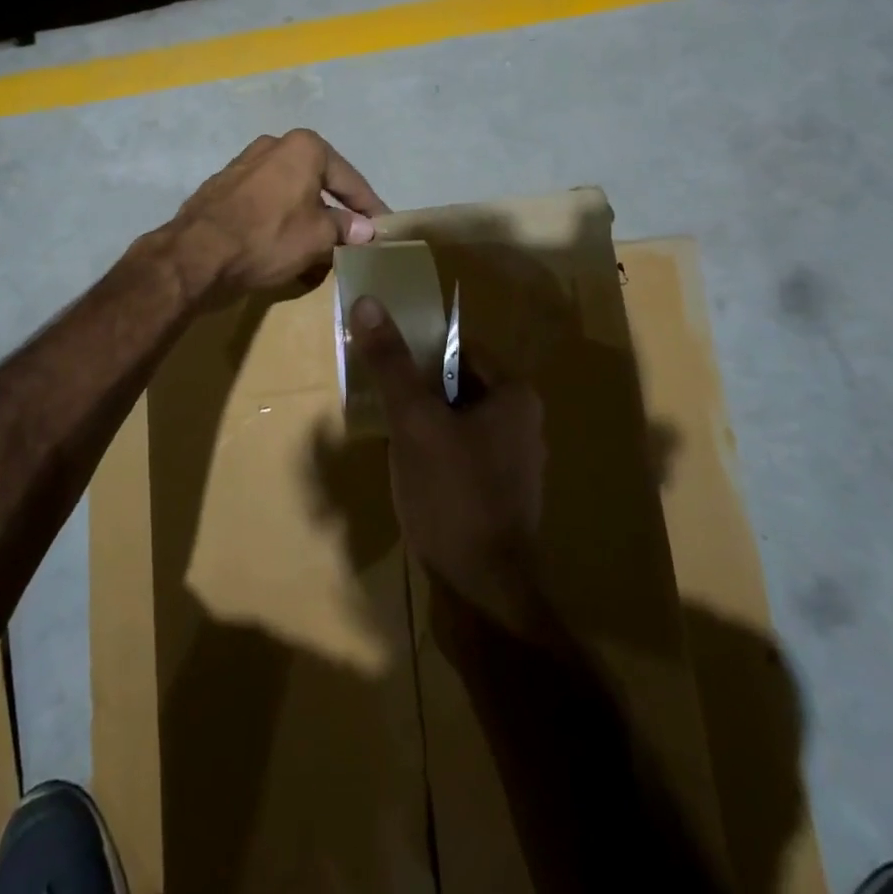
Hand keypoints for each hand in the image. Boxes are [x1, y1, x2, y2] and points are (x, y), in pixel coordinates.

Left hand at [161, 130, 388, 301]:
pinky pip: (265, 202)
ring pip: (290, 193)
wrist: (196, 254)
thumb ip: (346, 228)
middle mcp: (274, 145)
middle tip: (353, 236)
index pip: (350, 180)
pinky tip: (284, 244)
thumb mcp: (318, 237)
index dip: (370, 207)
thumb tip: (365, 229)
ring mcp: (244, 164)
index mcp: (304, 148)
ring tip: (320, 246)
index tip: (385, 227)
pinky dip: (279, 220)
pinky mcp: (222, 186)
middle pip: (318, 182)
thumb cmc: (268, 238)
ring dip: (307, 217)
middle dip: (336, 211)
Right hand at [349, 296, 549, 637]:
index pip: (462, 349)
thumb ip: (392, 362)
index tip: (388, 361)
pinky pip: (464, 456)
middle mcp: (524, 423)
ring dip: (426, 423)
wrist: (483, 592)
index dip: (422, 351)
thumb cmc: (453, 493)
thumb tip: (368, 301)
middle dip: (421, 390)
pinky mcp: (502, 497)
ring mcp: (516, 464)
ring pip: (459, 422)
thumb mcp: (414, 421)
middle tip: (382, 397)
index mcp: (515, 396)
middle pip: (460, 385)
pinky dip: (437, 454)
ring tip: (391, 434)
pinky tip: (411, 472)